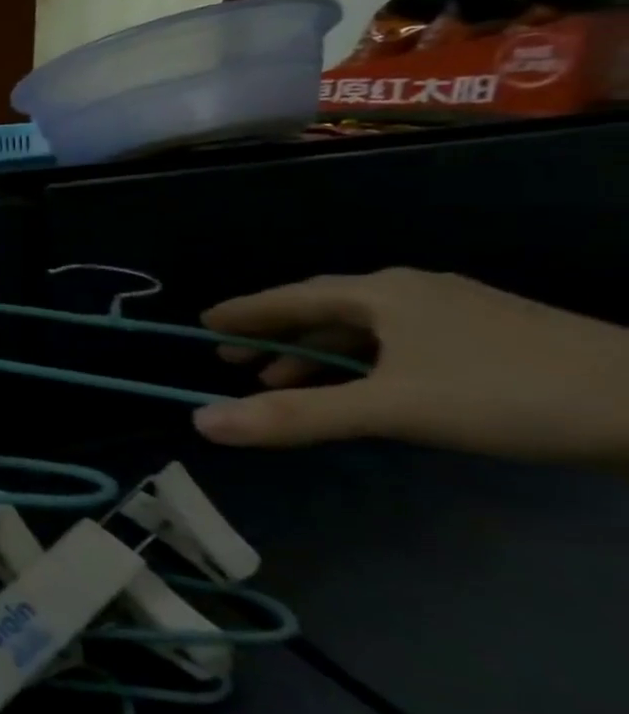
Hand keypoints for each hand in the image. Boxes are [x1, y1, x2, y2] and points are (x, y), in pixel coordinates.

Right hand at [193, 268, 628, 466]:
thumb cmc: (511, 394)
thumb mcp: (393, 410)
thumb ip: (296, 417)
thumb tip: (201, 422)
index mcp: (381, 293)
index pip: (289, 297)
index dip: (244, 312)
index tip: (204, 324)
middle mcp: (411, 291)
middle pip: (323, 309)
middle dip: (276, 336)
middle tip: (235, 361)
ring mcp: (455, 312)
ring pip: (363, 329)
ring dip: (318, 354)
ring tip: (286, 382)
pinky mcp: (489, 337)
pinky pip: (397, 342)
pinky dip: (362, 362)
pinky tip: (364, 387)